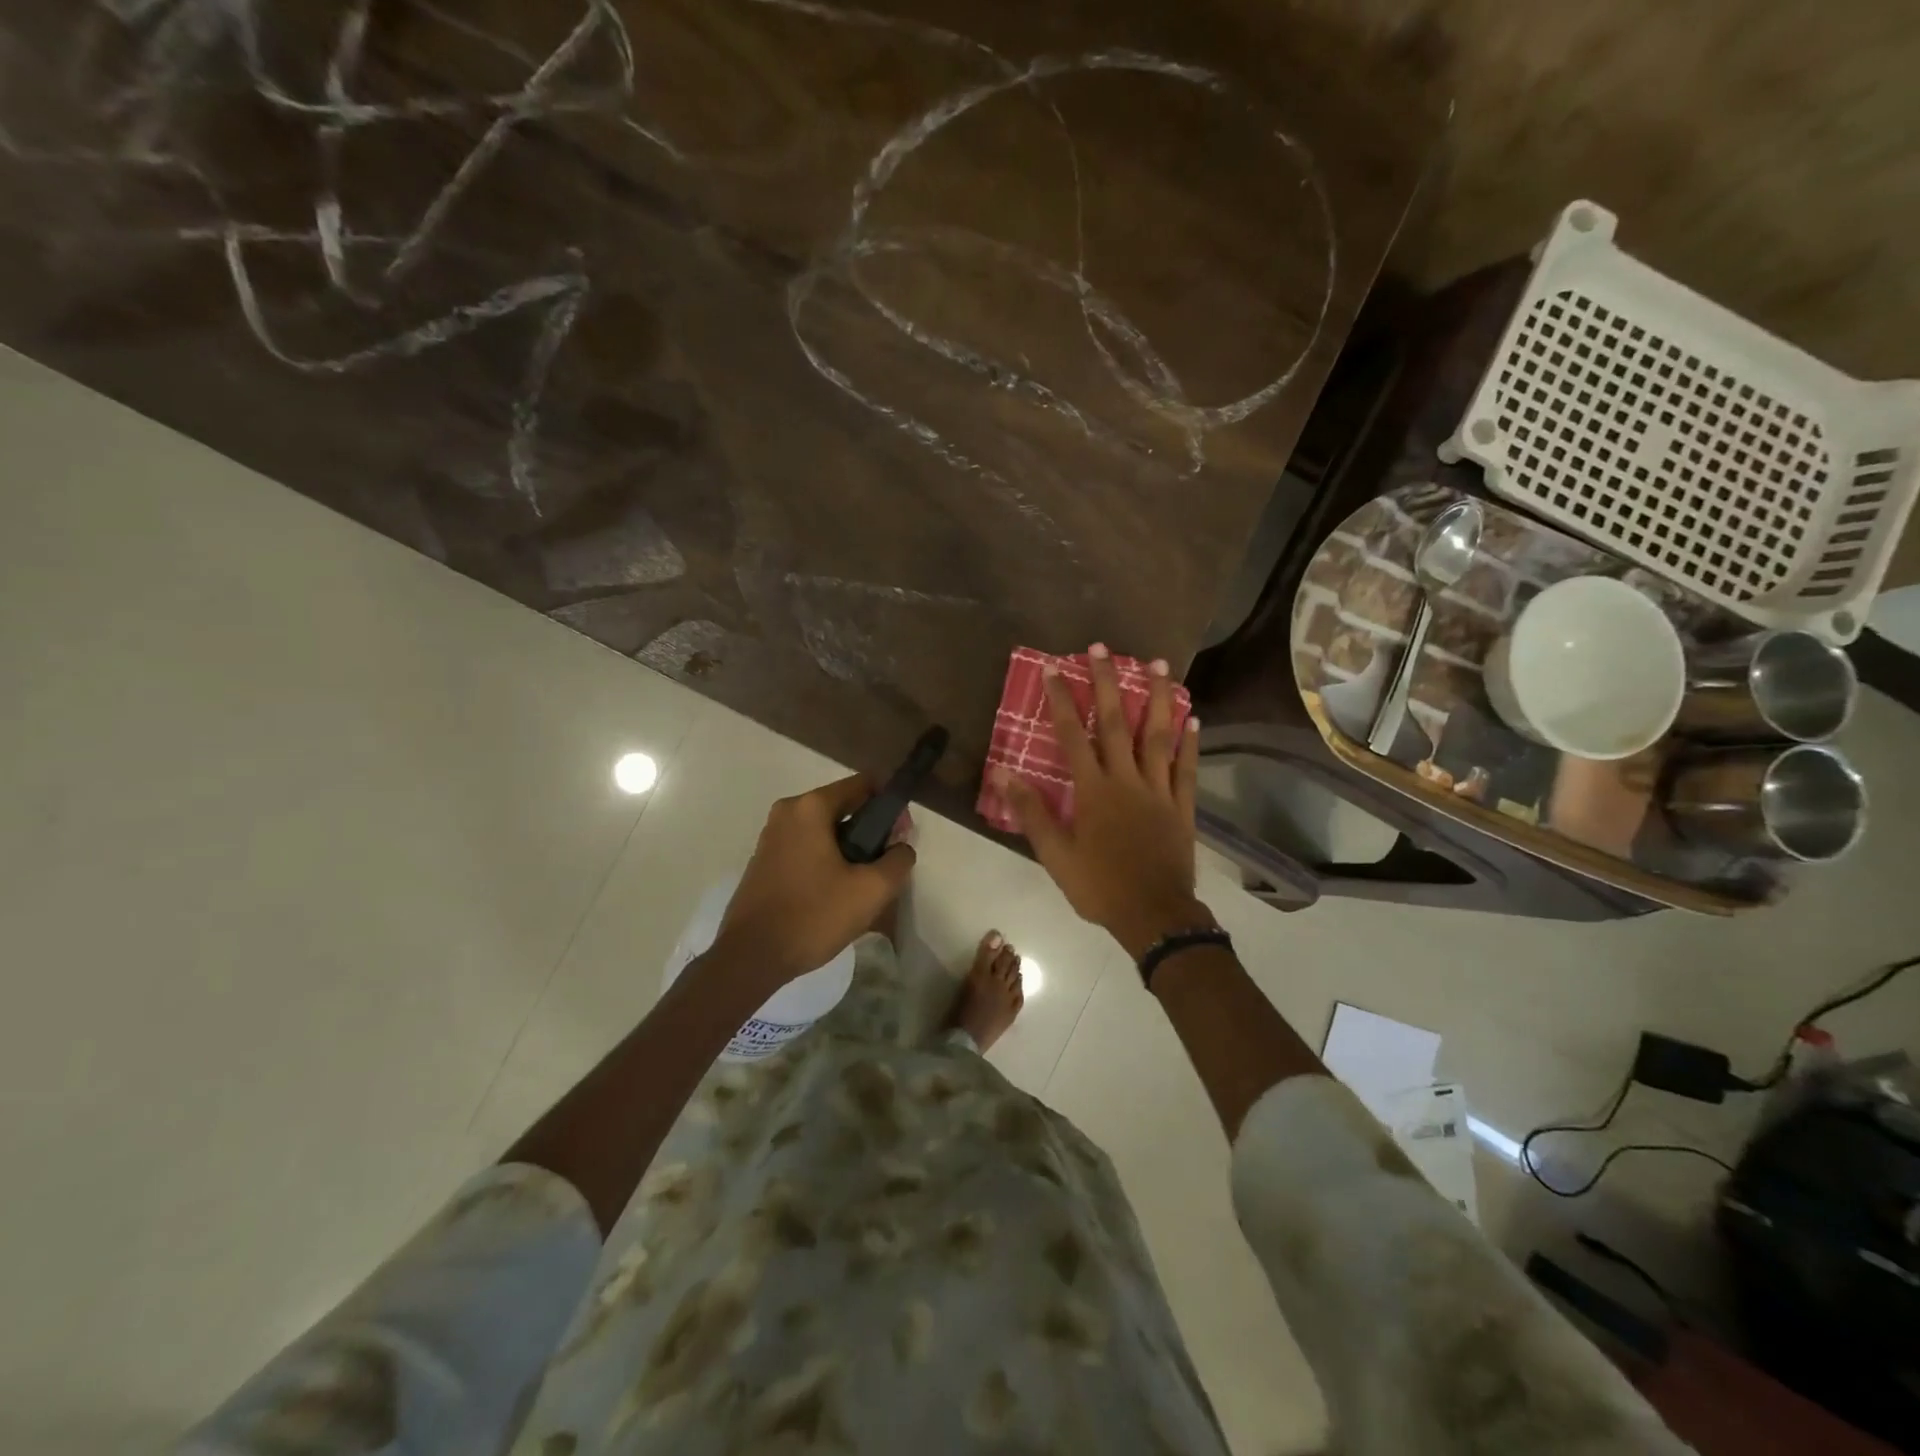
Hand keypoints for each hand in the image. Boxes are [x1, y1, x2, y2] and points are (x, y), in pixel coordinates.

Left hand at [710, 774, 915, 981]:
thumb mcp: (871, 890)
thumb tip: (901, 847)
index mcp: (811, 807)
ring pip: (824, 830)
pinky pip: (806, 847)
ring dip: (849, 848)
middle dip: (870, 830)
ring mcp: (771, 836)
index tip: (903, 834)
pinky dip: (826, 859)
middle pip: (843, 807)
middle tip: (887, 864)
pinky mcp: (763, 860)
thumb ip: (898, 860)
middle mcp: (787, 812)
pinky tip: (836, 892)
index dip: (890, 805)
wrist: (751, 956)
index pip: (863, 785)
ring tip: (864, 883)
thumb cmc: (813, 915)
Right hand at [997, 646, 1211, 957]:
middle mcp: (1127, 780)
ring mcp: (1159, 790)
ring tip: (1158, 663)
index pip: (1072, 735)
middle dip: (1107, 683)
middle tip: (1102, 647)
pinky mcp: (1182, 806)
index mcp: (1094, 791)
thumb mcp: (1055, 855)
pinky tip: (1193, 716)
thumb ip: (1032, 813)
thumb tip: (1005, 774)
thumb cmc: (1099, 886)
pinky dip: (1190, 741)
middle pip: (1116, 723)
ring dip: (1157, 698)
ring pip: (1158, 736)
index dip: (1061, 701)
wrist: (1154, 916)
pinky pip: (1187, 767)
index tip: (1053, 668)